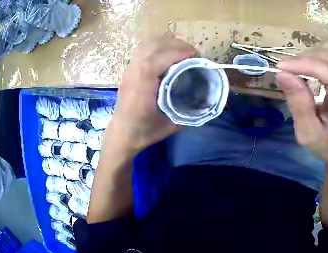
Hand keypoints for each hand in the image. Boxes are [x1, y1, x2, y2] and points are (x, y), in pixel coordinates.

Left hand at [109, 33, 195, 149]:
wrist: (122, 134)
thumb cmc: (144, 131)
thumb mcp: (171, 125)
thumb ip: (189, 110)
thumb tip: (206, 98)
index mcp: (142, 87)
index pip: (157, 59)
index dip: (178, 52)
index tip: (195, 55)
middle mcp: (133, 74)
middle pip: (153, 46)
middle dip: (176, 45)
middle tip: (192, 53)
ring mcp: (128, 69)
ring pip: (147, 44)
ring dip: (166, 42)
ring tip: (181, 50)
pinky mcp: (128, 69)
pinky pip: (143, 49)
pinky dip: (157, 45)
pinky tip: (166, 53)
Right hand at [275, 45, 327, 174]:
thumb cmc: (325, 146)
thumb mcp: (307, 134)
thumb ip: (299, 105)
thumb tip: (283, 74)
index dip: (307, 64)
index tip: (282, 66)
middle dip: (306, 59)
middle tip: (286, 70)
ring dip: (311, 56)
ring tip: (297, 69)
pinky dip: (317, 56)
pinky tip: (309, 67)